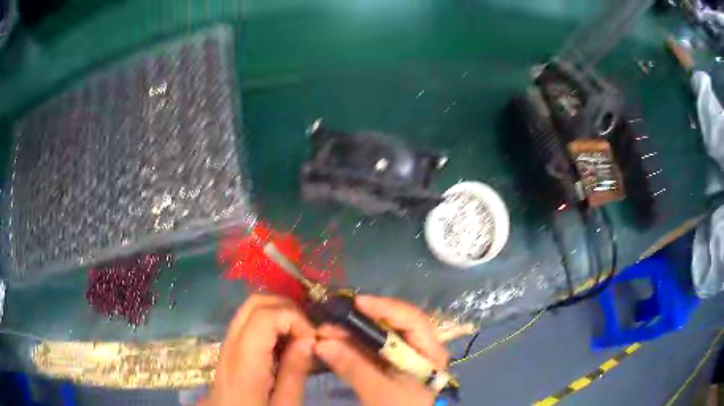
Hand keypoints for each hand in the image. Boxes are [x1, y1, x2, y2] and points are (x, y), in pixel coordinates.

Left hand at [201, 294, 315, 405]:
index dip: (294, 318)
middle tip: (308, 334)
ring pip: (250, 308)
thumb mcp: (284, 405)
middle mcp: (230, 345)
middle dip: (287, 309)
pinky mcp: (229, 347)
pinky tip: (283, 342)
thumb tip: (308, 340)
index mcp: (244, 362)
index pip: (264, 316)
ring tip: (299, 336)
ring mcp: (227, 344)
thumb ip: (294, 373)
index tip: (312, 339)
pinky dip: (270, 321)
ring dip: (279, 313)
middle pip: (255, 303)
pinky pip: (248, 321)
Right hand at [315, 295, 448, 405]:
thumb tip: (321, 343)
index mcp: (429, 351)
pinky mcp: (390, 363)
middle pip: (394, 324)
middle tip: (334, 318)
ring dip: (353, 332)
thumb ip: (353, 367)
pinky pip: (372, 347)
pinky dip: (353, 344)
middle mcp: (420, 347)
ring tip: (326, 330)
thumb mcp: (378, 391)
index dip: (386, 308)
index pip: (412, 320)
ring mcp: (404, 355)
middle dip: (362, 321)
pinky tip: (334, 342)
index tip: (358, 303)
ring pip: (380, 335)